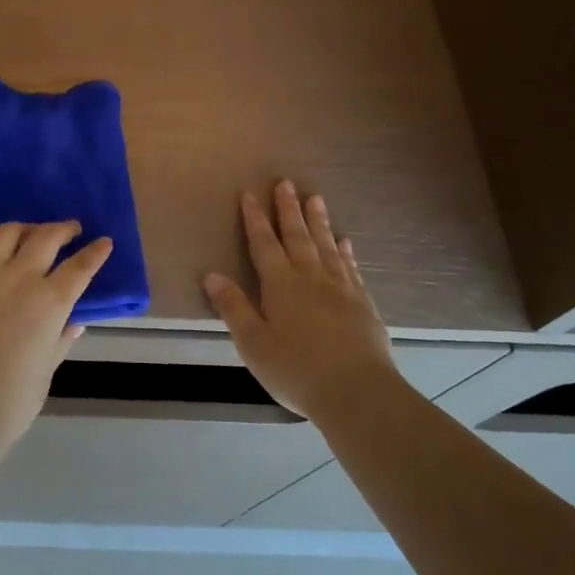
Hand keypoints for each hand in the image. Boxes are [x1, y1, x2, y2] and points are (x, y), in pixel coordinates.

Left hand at [0, 221, 112, 458]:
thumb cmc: (11, 401)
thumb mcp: (46, 370)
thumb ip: (61, 339)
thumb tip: (74, 322)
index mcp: (50, 303)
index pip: (80, 266)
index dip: (95, 252)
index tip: (104, 242)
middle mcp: (19, 279)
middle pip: (46, 238)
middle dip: (63, 229)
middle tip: (70, 229)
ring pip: (6, 233)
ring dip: (23, 229)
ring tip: (28, 234)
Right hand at [204, 182, 403, 419]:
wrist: (357, 391)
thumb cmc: (296, 369)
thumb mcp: (253, 343)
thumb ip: (234, 307)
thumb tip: (212, 275)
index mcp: (281, 285)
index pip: (264, 244)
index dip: (255, 219)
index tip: (250, 194)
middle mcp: (311, 277)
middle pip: (297, 236)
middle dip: (288, 209)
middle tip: (286, 183)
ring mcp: (341, 288)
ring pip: (326, 245)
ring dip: (318, 221)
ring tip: (315, 198)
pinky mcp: (362, 303)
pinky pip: (350, 267)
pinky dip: (345, 251)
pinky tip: (344, 242)